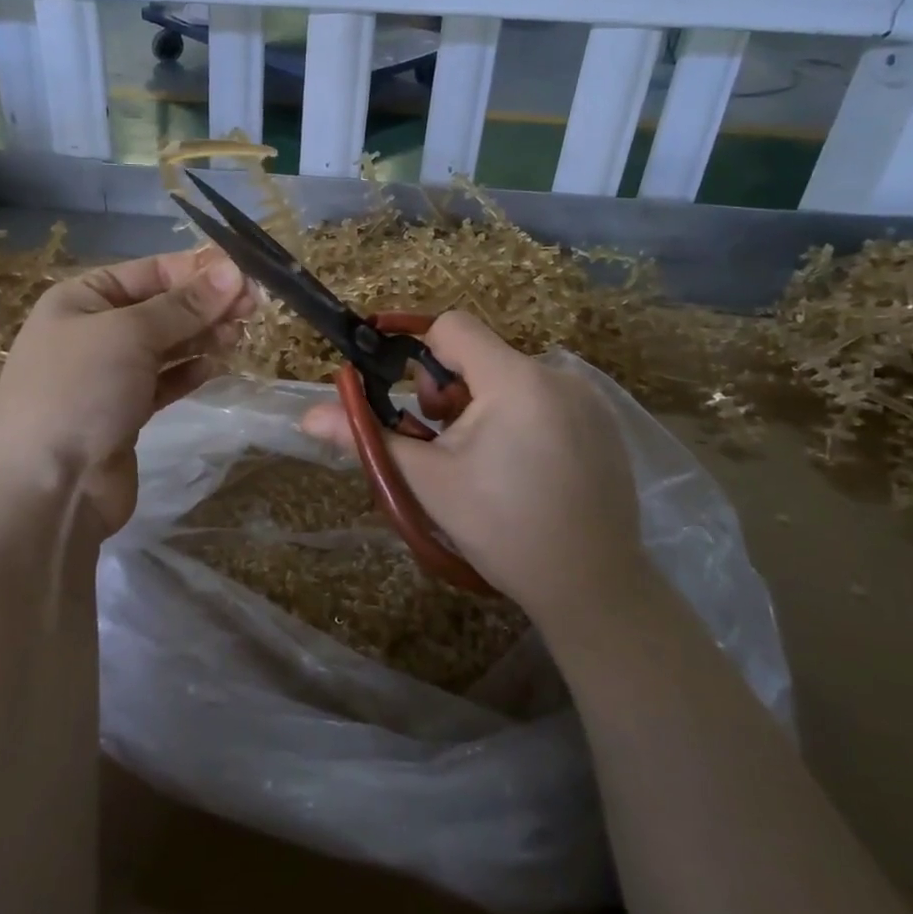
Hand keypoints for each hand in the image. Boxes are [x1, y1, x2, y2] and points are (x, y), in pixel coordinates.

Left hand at [0, 248, 251, 535]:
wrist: (47, 488)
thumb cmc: (80, 391)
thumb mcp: (130, 334)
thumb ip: (184, 305)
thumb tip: (232, 271)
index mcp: (81, 298)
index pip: (149, 270)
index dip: (197, 269)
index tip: (245, 274)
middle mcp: (93, 331)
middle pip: (160, 307)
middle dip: (205, 304)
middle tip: (253, 307)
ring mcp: (108, 375)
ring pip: (166, 345)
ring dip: (202, 337)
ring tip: (239, 335)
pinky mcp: (125, 413)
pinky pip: (163, 382)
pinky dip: (188, 373)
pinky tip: (214, 368)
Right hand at [302, 312, 645, 628]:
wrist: (592, 586)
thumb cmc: (501, 530)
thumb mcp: (428, 482)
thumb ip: (368, 437)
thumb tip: (308, 416)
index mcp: (514, 380)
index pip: (452, 326)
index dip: (421, 354)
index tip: (416, 404)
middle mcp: (557, 375)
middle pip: (481, 354)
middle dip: (451, 390)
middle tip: (448, 445)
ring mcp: (588, 398)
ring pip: (511, 377)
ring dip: (484, 405)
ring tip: (486, 462)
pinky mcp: (604, 422)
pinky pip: (545, 397)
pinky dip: (521, 417)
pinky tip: (526, 469)